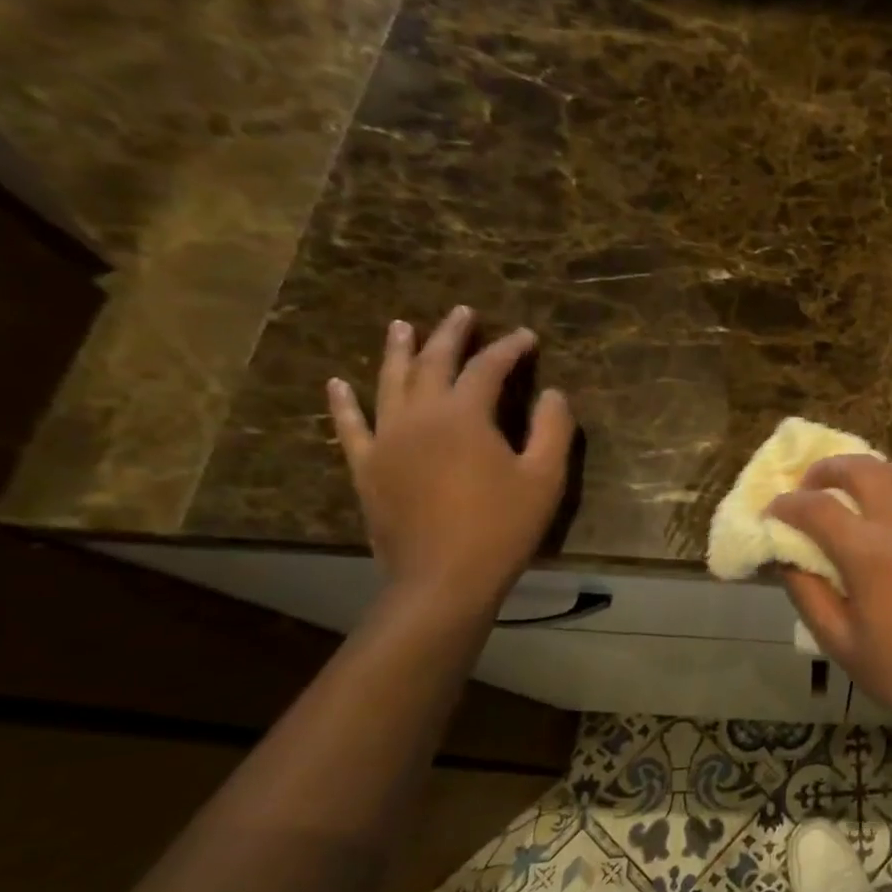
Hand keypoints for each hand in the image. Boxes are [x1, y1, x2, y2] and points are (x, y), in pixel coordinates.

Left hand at [328, 307, 574, 612]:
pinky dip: (344, 403)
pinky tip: (337, 383)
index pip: (487, 368)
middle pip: (433, 363)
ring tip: (403, 326)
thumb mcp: (545, 477)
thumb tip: (553, 394)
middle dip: (451, 335)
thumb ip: (553, 429)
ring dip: (398, 352)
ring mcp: (386, 440)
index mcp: (464, 416)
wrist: (444, 578)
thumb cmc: (503, 526)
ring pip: (389, 383)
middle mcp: (419, 416)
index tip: (527, 337)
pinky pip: (351, 426)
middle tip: (463, 313)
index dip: (509, 349)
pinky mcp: (367, 467)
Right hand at [767, 455, 891, 728]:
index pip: (816, 507)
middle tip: (813, 487)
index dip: (787, 505)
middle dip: (827, 470)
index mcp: (868, 553)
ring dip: (879, 473)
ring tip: (867, 497)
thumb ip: (805, 590)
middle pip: (861, 468)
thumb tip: (785, 554)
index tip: (774, 511)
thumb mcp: (836, 640)